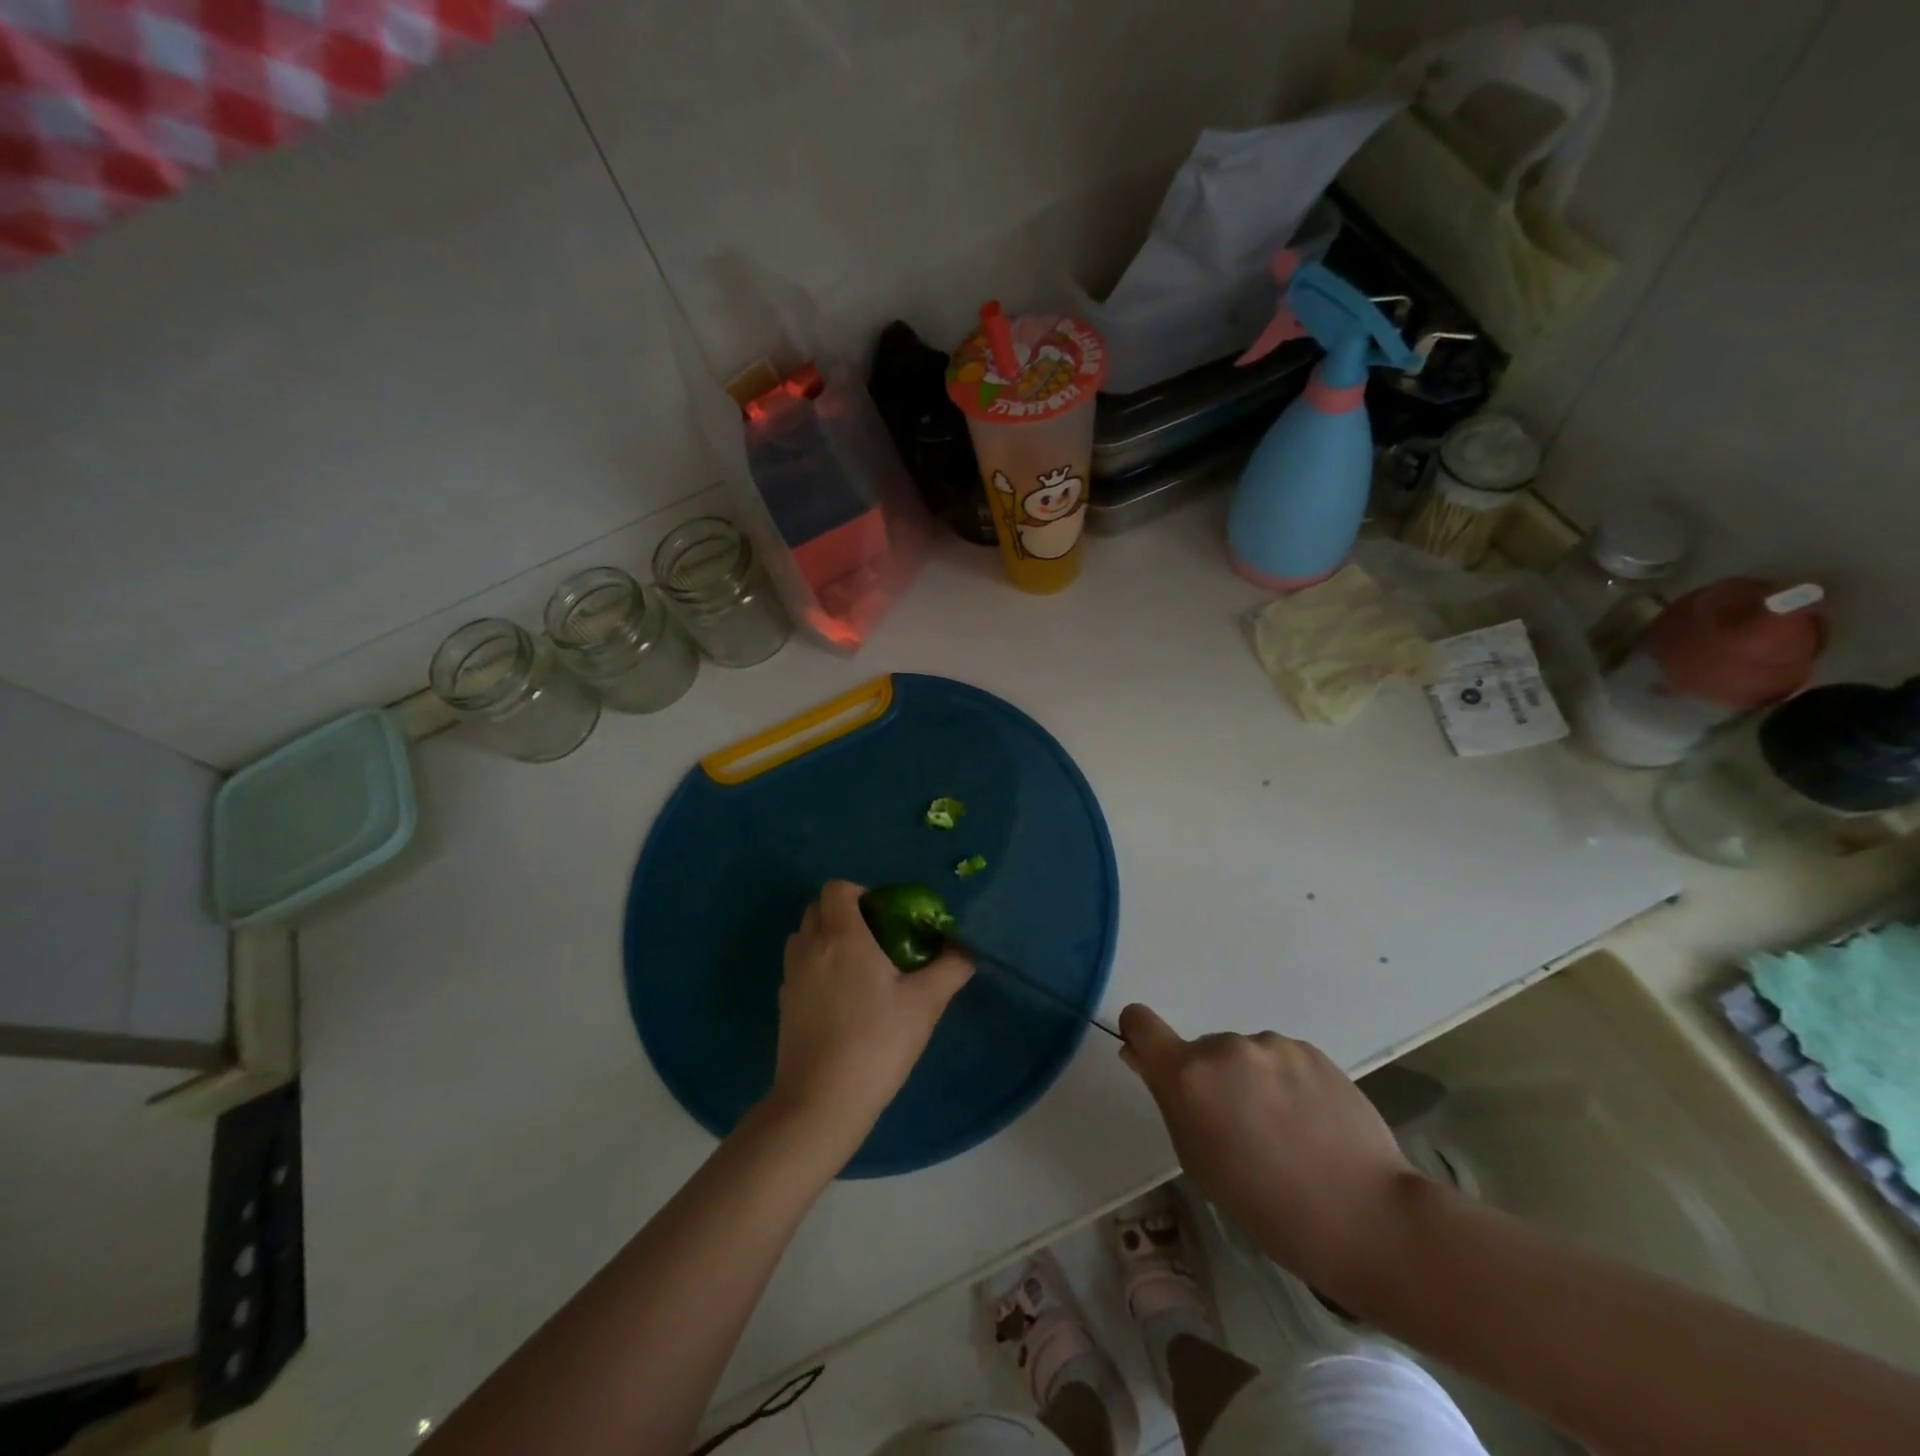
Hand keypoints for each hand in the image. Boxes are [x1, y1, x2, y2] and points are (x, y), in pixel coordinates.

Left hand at [765, 881, 972, 1165]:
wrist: (821, 1102)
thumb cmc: (876, 1043)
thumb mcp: (925, 1003)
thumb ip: (950, 968)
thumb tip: (966, 949)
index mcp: (842, 936)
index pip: (837, 888)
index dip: (861, 893)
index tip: (887, 917)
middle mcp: (810, 946)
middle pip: (818, 908)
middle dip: (846, 914)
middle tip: (879, 940)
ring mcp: (791, 975)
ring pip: (805, 936)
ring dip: (828, 938)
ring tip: (860, 968)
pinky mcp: (783, 1003)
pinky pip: (799, 966)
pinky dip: (817, 967)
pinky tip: (842, 1000)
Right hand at [1117, 1004, 1418, 1295]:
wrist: (1368, 1217)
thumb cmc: (1267, 1206)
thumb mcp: (1199, 1160)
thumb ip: (1170, 1101)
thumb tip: (1143, 1058)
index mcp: (1189, 1075)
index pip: (1141, 1022)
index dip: (1140, 1036)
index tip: (1152, 1061)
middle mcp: (1225, 1047)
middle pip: (1201, 1053)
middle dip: (1213, 1082)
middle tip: (1243, 1132)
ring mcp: (1272, 1045)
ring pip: (1245, 1057)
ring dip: (1252, 1082)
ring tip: (1288, 1133)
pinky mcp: (1312, 1050)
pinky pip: (1281, 1060)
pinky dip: (1287, 1083)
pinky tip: (1314, 1124)